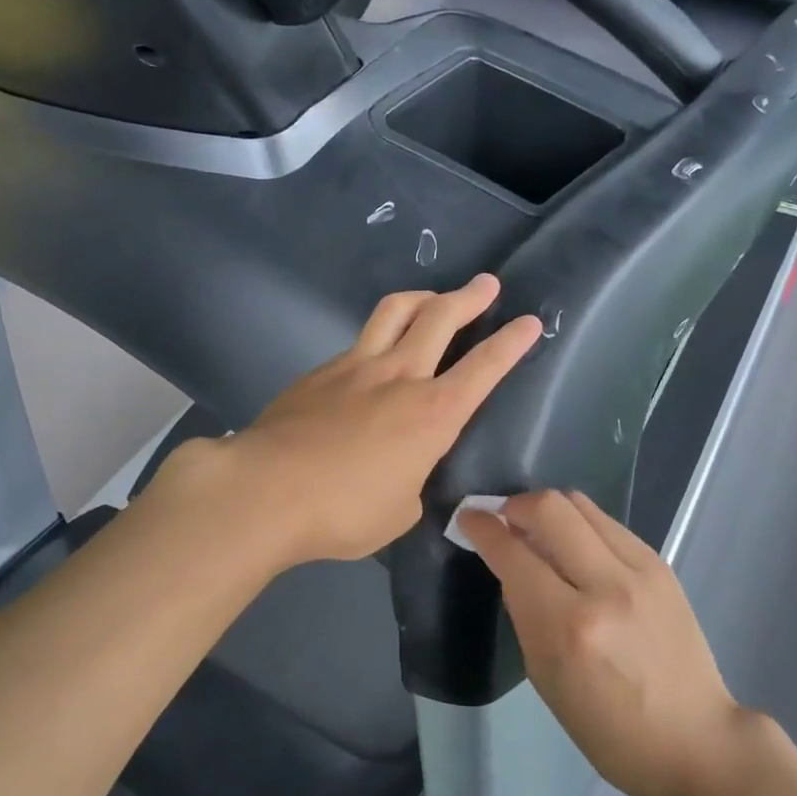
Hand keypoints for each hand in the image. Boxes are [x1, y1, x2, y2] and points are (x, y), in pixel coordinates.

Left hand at [153, 275, 540, 569]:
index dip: (511, 343)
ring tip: (433, 297)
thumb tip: (405, 473)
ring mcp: (355, 366)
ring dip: (422, 297)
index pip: (484, 368)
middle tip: (486, 284)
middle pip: (440, 317)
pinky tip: (373, 356)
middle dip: (470, 297)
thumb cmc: (343, 511)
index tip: (529, 322)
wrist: (266, 490)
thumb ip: (412, 483)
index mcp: (432, 414)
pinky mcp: (320, 370)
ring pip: (394, 312)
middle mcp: (399, 376)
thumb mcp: (398, 512)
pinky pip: (358, 342)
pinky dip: (378, 337)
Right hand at [461, 491, 758, 795]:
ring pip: (581, 504)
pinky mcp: (661, 565)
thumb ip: (524, 610)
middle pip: (550, 508)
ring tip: (537, 529)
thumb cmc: (607, 727)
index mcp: (569, 626)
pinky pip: (607, 523)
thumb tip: (510, 562)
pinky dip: (580, 525)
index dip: (483, 527)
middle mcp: (606, 586)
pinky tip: (575, 547)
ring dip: (548, 509)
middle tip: (503, 519)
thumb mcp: (545, 676)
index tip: (468, 517)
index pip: (514, 552)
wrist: (694, 740)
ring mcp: (641, 571)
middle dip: (515, 505)